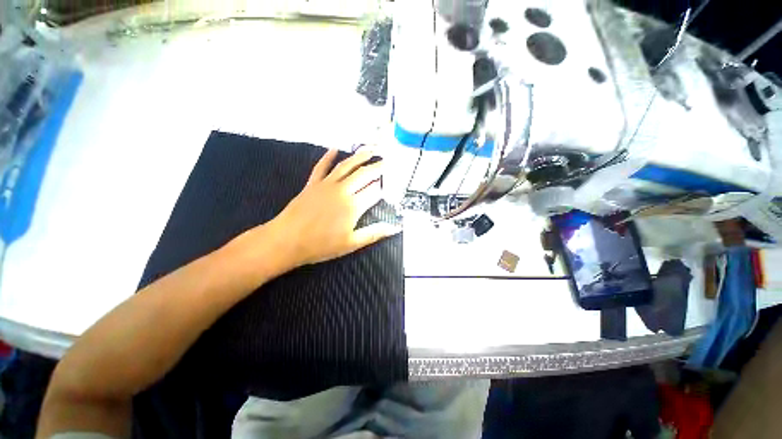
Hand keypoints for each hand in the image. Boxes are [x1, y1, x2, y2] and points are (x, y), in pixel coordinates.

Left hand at [266, 148, 400, 269]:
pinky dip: (328, 157)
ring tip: (370, 149)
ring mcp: (327, 185)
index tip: (393, 182)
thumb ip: (374, 233)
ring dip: (359, 156)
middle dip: (377, 167)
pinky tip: (334, 148)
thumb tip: (395, 228)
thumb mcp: (352, 243)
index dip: (384, 186)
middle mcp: (343, 191)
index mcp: (354, 206)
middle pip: (364, 174)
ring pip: (346, 166)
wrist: (287, 240)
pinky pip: (321, 167)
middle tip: (387, 161)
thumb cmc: (321, 245)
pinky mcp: (312, 184)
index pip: (375, 191)